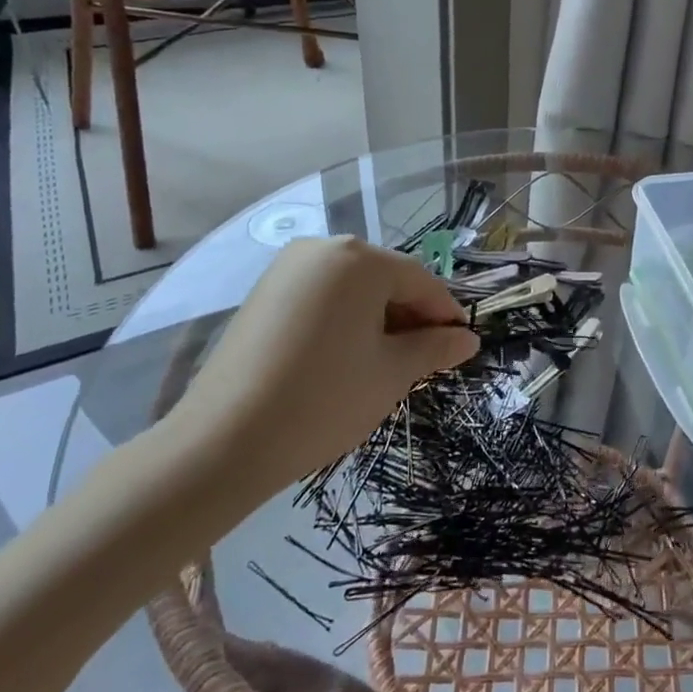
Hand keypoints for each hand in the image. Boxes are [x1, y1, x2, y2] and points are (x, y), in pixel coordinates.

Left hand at [166, 237, 477, 514]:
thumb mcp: (392, 373)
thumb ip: (435, 348)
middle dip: (410, 316)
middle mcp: (322, 249)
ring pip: (352, 288)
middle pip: (384, 279)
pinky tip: (347, 356)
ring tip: (387, 361)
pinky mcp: (263, 294)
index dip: (445, 313)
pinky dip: (343, 320)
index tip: (461, 344)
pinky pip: (321, 297)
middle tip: (425, 358)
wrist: (224, 441)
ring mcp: (286, 269)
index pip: (420, 281)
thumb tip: (468, 339)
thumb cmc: (325, 399)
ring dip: (378, 318)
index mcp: (359, 259)